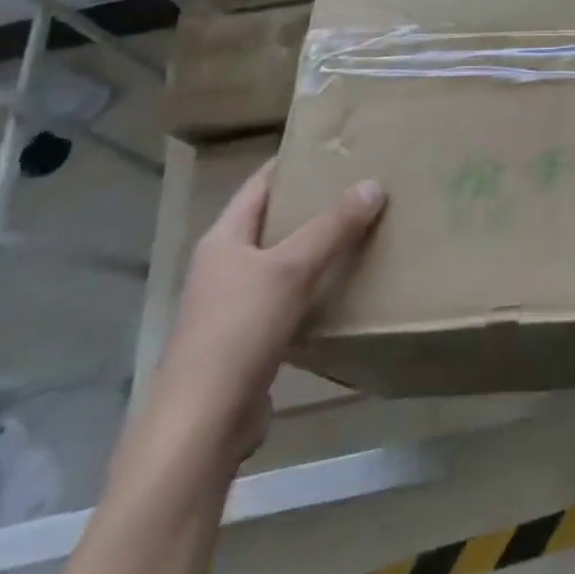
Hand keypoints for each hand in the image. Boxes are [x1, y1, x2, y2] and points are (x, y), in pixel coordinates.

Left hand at [149, 162, 384, 462]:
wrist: (200, 426)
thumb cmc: (237, 331)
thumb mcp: (291, 268)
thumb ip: (333, 226)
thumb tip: (373, 183)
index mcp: (223, 240)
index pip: (259, 185)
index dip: (291, 163)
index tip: (333, 147)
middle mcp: (224, 267)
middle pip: (273, 222)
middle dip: (313, 203)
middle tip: (362, 183)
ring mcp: (234, 306)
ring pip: (283, 261)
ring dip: (318, 246)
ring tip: (364, 227)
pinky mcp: (249, 341)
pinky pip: (289, 297)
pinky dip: (316, 285)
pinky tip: (347, 284)